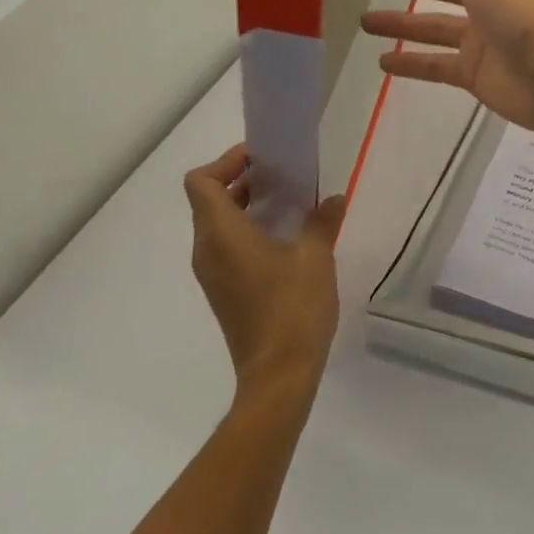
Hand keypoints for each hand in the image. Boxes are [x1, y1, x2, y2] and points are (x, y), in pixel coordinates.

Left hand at [183, 145, 344, 392]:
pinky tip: (286, 237)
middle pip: (209, 200)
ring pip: (217, 224)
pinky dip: (248, 230)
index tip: (262, 159)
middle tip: (282, 175)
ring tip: (289, 202)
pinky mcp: (224, 291)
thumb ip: (322, 221)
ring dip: (247, 206)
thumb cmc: (293, 308)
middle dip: (241, 180)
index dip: (226, 162)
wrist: (278, 374)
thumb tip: (332, 199)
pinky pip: (226, 246)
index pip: (201, 182)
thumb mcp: (316, 257)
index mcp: (222, 235)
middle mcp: (207, 250)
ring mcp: (212, 274)